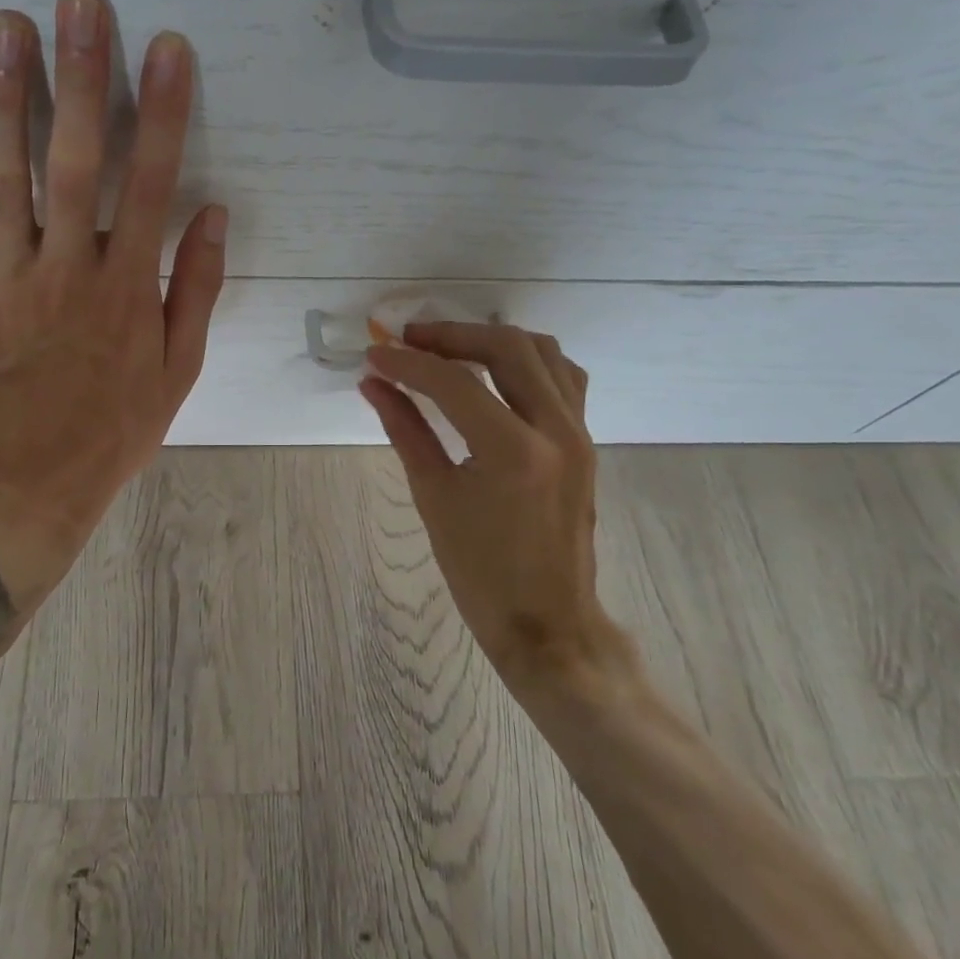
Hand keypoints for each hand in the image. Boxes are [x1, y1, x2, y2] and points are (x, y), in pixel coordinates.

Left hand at [0, 0, 226, 611]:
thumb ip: (195, 290)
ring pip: (4, 175)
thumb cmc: (112, 433)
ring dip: (7, 96)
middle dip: (80, 76)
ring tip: (7, 25)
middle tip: (79, 2)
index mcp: (128, 290)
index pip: (151, 183)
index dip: (162, 112)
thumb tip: (212, 214)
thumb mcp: (177, 373)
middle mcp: (67, 270)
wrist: (23, 489)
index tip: (168, 48)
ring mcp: (6, 277)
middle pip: (73, 160)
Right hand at [361, 323, 638, 704]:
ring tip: (450, 348)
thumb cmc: (481, 572)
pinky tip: (496, 371)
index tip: (375, 354)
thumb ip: (405, 429)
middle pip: (506, 347)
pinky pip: (563, 377)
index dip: (408, 363)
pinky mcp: (585, 442)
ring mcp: (579, 433)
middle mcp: (556, 430)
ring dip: (492, 339)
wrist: (546, 623)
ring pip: (543, 352)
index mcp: (513, 451)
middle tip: (410, 340)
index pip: (454, 382)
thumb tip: (374, 384)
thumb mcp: (434, 497)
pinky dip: (526, 360)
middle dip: (452, 335)